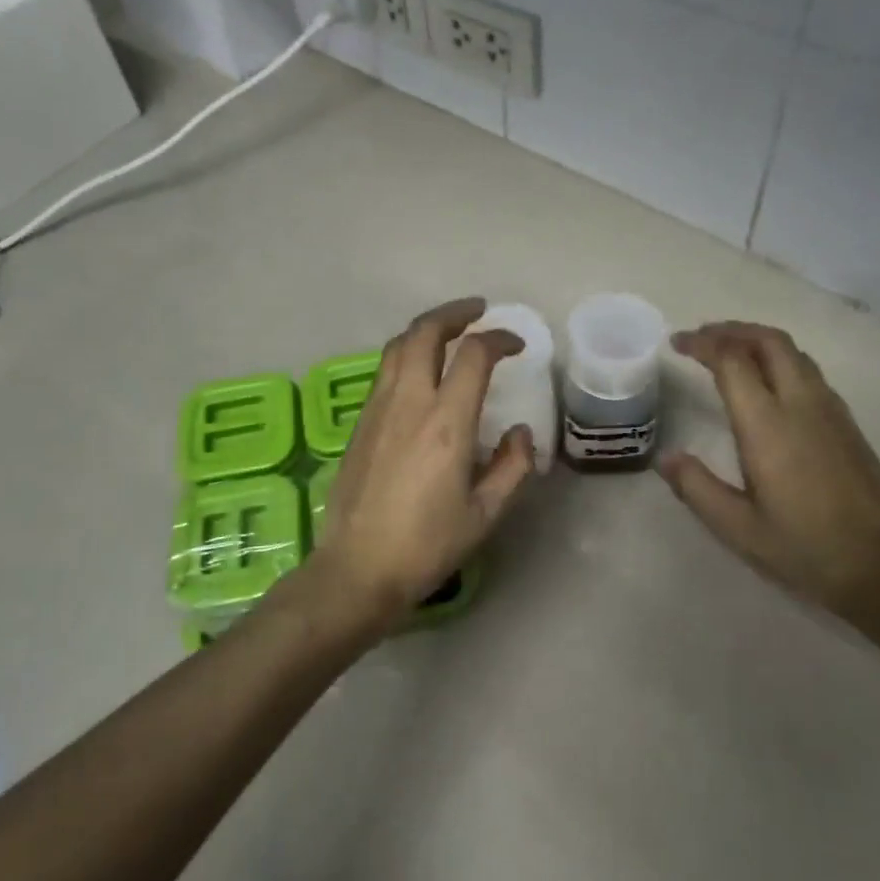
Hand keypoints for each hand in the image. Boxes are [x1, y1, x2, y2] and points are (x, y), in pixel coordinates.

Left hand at [314, 298, 535, 634]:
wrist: (357, 568)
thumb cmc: (426, 545)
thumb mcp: (485, 514)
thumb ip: (512, 467)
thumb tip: (522, 434)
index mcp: (445, 423)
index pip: (474, 356)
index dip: (499, 340)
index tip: (516, 346)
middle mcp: (408, 403)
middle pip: (425, 332)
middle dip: (454, 313)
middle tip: (478, 312)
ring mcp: (377, 410)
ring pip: (398, 346)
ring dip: (426, 329)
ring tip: (449, 332)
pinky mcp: (359, 424)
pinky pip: (385, 371)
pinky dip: (407, 354)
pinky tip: (420, 371)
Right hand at [658, 321, 879, 616]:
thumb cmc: (803, 548)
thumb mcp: (737, 527)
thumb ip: (696, 487)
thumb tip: (666, 458)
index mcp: (768, 425)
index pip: (733, 361)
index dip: (703, 344)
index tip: (677, 343)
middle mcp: (802, 405)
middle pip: (769, 341)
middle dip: (732, 330)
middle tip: (701, 338)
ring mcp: (831, 411)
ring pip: (794, 353)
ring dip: (758, 341)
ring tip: (730, 352)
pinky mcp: (848, 424)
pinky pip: (809, 372)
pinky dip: (780, 360)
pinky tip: (768, 384)